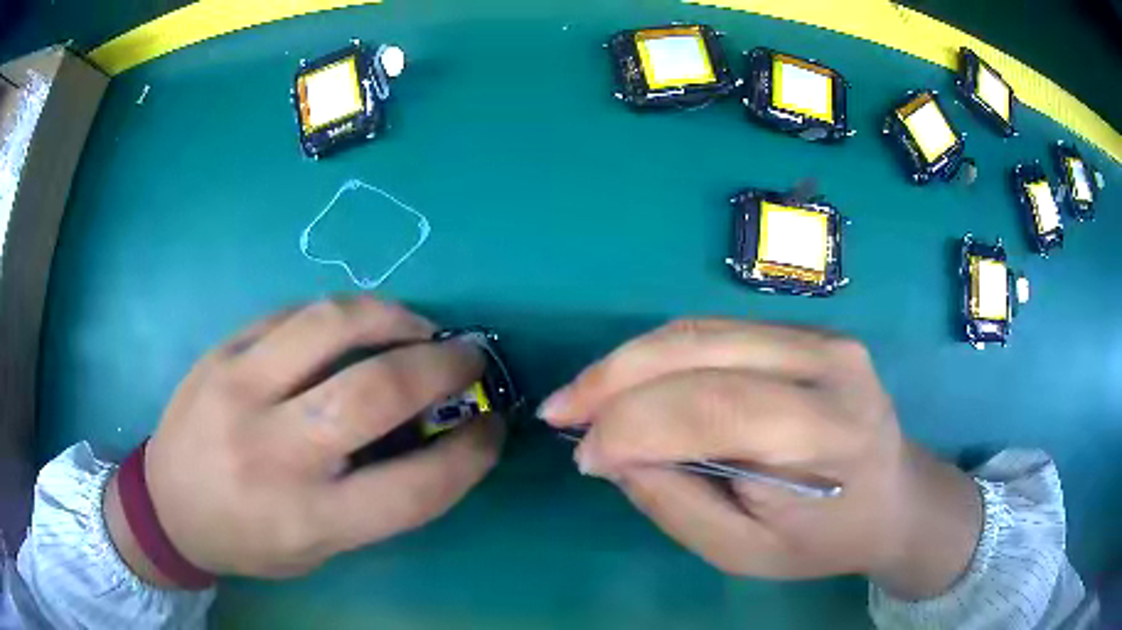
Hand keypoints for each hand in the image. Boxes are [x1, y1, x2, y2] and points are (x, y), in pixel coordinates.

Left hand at [104, 297, 503, 583]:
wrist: (167, 506)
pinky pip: (292, 313)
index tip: (493, 427)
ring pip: (330, 326)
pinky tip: (355, 325)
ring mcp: (238, 390)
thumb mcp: (320, 547)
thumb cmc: (248, 540)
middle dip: (441, 366)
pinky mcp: (221, 352)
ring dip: (392, 317)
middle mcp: (273, 452)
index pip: (414, 488)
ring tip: (416, 326)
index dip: (471, 454)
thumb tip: (432, 437)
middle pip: (374, 392)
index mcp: (307, 518)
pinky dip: (340, 314)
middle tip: (468, 355)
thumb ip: (375, 501)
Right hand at [539, 320, 980, 598]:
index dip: (634, 425)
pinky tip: (630, 380)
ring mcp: (820, 335)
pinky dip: (661, 354)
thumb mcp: (744, 552)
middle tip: (561, 410)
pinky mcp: (805, 329)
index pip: (714, 408)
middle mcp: (828, 362)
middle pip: (700, 349)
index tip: (584, 456)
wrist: (893, 496)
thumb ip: (676, 502)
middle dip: (615, 378)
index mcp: (827, 430)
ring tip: (584, 396)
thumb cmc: (824, 539)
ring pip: (700, 329)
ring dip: (630, 360)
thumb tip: (612, 452)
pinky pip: (715, 331)